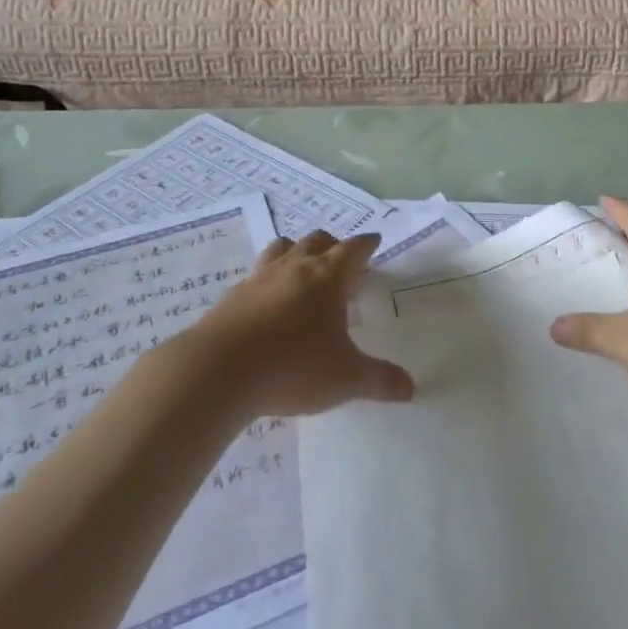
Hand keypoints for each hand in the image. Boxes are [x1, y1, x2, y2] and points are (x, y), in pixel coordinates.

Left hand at [197, 232, 415, 416]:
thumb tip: (410, 388)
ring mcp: (259, 278)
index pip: (353, 249)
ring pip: (282, 249)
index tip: (375, 240)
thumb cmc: (293, 367)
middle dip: (332, 244)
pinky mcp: (231, 297)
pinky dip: (268, 279)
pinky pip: (256, 275)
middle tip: (341, 259)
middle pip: (316, 241)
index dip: (366, 244)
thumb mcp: (345, 378)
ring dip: (296, 250)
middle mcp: (295, 268)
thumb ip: (379, 380)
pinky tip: (268, 301)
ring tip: (302, 267)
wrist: (217, 372)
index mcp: (327, 277)